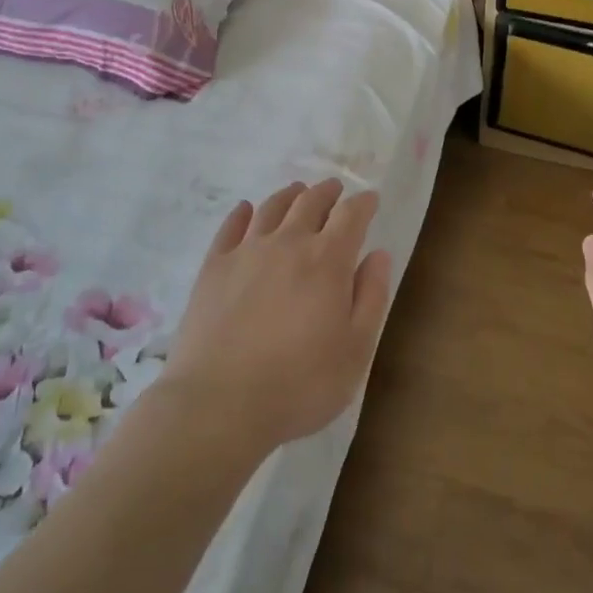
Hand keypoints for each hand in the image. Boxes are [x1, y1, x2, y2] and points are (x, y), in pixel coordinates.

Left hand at [160, 179, 391, 454]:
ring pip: (272, 208)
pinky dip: (242, 213)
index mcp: (327, 260)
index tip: (370, 199)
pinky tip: (246, 210)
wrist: (219, 403)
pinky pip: (230, 227)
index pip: (351, 216)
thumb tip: (379, 255)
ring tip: (297, 191)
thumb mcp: (355, 350)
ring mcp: (246, 251)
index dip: (363, 204)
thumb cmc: (300, 384)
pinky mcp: (213, 267)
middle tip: (335, 188)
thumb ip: (371, 297)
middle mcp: (288, 243)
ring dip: (289, 195)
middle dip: (327, 192)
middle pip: (310, 202)